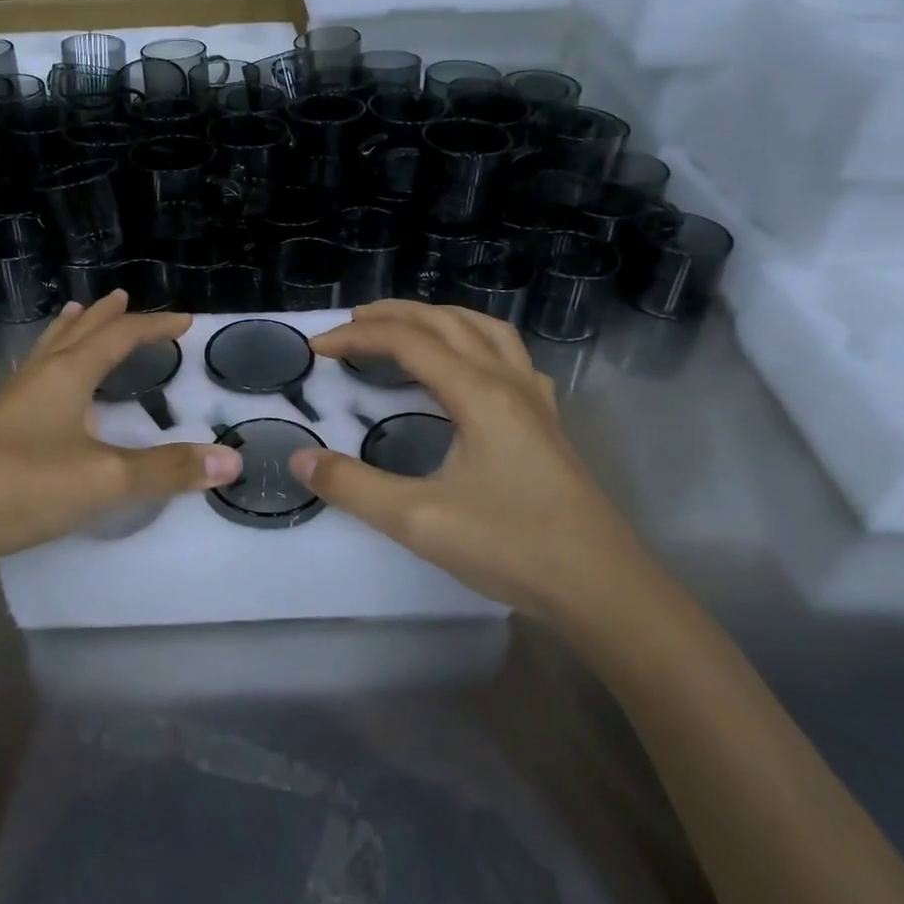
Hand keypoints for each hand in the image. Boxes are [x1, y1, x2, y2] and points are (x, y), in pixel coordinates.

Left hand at [0, 292, 241, 581]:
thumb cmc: (23, 486)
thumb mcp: (105, 479)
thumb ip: (167, 470)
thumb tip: (230, 461)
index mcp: (66, 375)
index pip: (118, 337)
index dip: (153, 327)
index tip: (184, 321)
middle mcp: (36, 379)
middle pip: (76, 334)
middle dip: (104, 317)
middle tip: (122, 297)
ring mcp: (8, 405)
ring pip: (45, 354)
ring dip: (68, 333)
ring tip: (75, 317)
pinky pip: (30, 382)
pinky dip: (48, 368)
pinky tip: (42, 391)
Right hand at [293, 300, 651, 616]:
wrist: (603, 589)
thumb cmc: (512, 547)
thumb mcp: (419, 521)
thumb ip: (354, 487)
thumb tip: (300, 459)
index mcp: (478, 394)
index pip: (408, 341)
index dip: (357, 337)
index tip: (317, 349)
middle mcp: (508, 382)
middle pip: (447, 322)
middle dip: (394, 314)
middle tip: (351, 324)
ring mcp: (535, 400)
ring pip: (485, 330)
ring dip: (439, 318)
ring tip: (406, 328)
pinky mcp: (547, 422)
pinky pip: (510, 357)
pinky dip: (477, 342)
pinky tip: (471, 368)